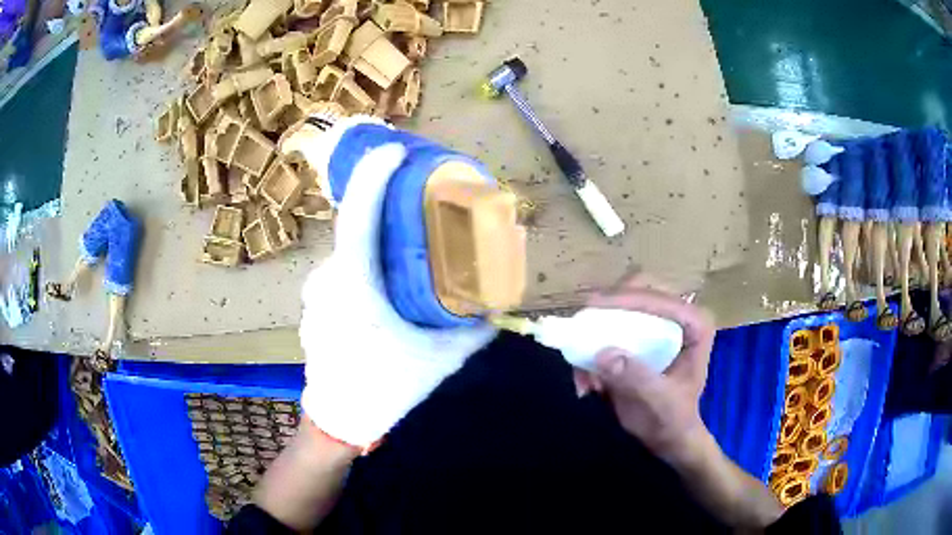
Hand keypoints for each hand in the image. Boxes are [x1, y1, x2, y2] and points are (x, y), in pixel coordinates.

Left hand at [298, 118, 495, 449]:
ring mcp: (316, 291)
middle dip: (384, 207)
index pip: (358, 217)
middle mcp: (328, 280)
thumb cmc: (384, 389)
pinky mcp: (316, 303)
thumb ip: (472, 332)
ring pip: (350, 252)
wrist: (338, 421)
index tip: (395, 151)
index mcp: (355, 287)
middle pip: (356, 229)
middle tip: (419, 199)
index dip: (374, 177)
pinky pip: (343, 270)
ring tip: (408, 241)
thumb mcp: (437, 360)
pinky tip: (386, 280)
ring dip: (377, 241)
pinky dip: (365, 263)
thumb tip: (498, 308)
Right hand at [583, 277, 715, 466]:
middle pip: (638, 288)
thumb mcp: (659, 402)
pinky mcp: (638, 335)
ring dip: (596, 330)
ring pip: (619, 304)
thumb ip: (636, 378)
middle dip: (608, 307)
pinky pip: (609, 326)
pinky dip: (592, 349)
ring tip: (585, 371)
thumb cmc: (673, 420)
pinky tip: (588, 383)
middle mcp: (677, 316)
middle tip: (584, 325)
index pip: (659, 298)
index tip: (593, 307)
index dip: (626, 299)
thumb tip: (603, 353)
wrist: (668, 438)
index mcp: (694, 325)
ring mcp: (656, 323)